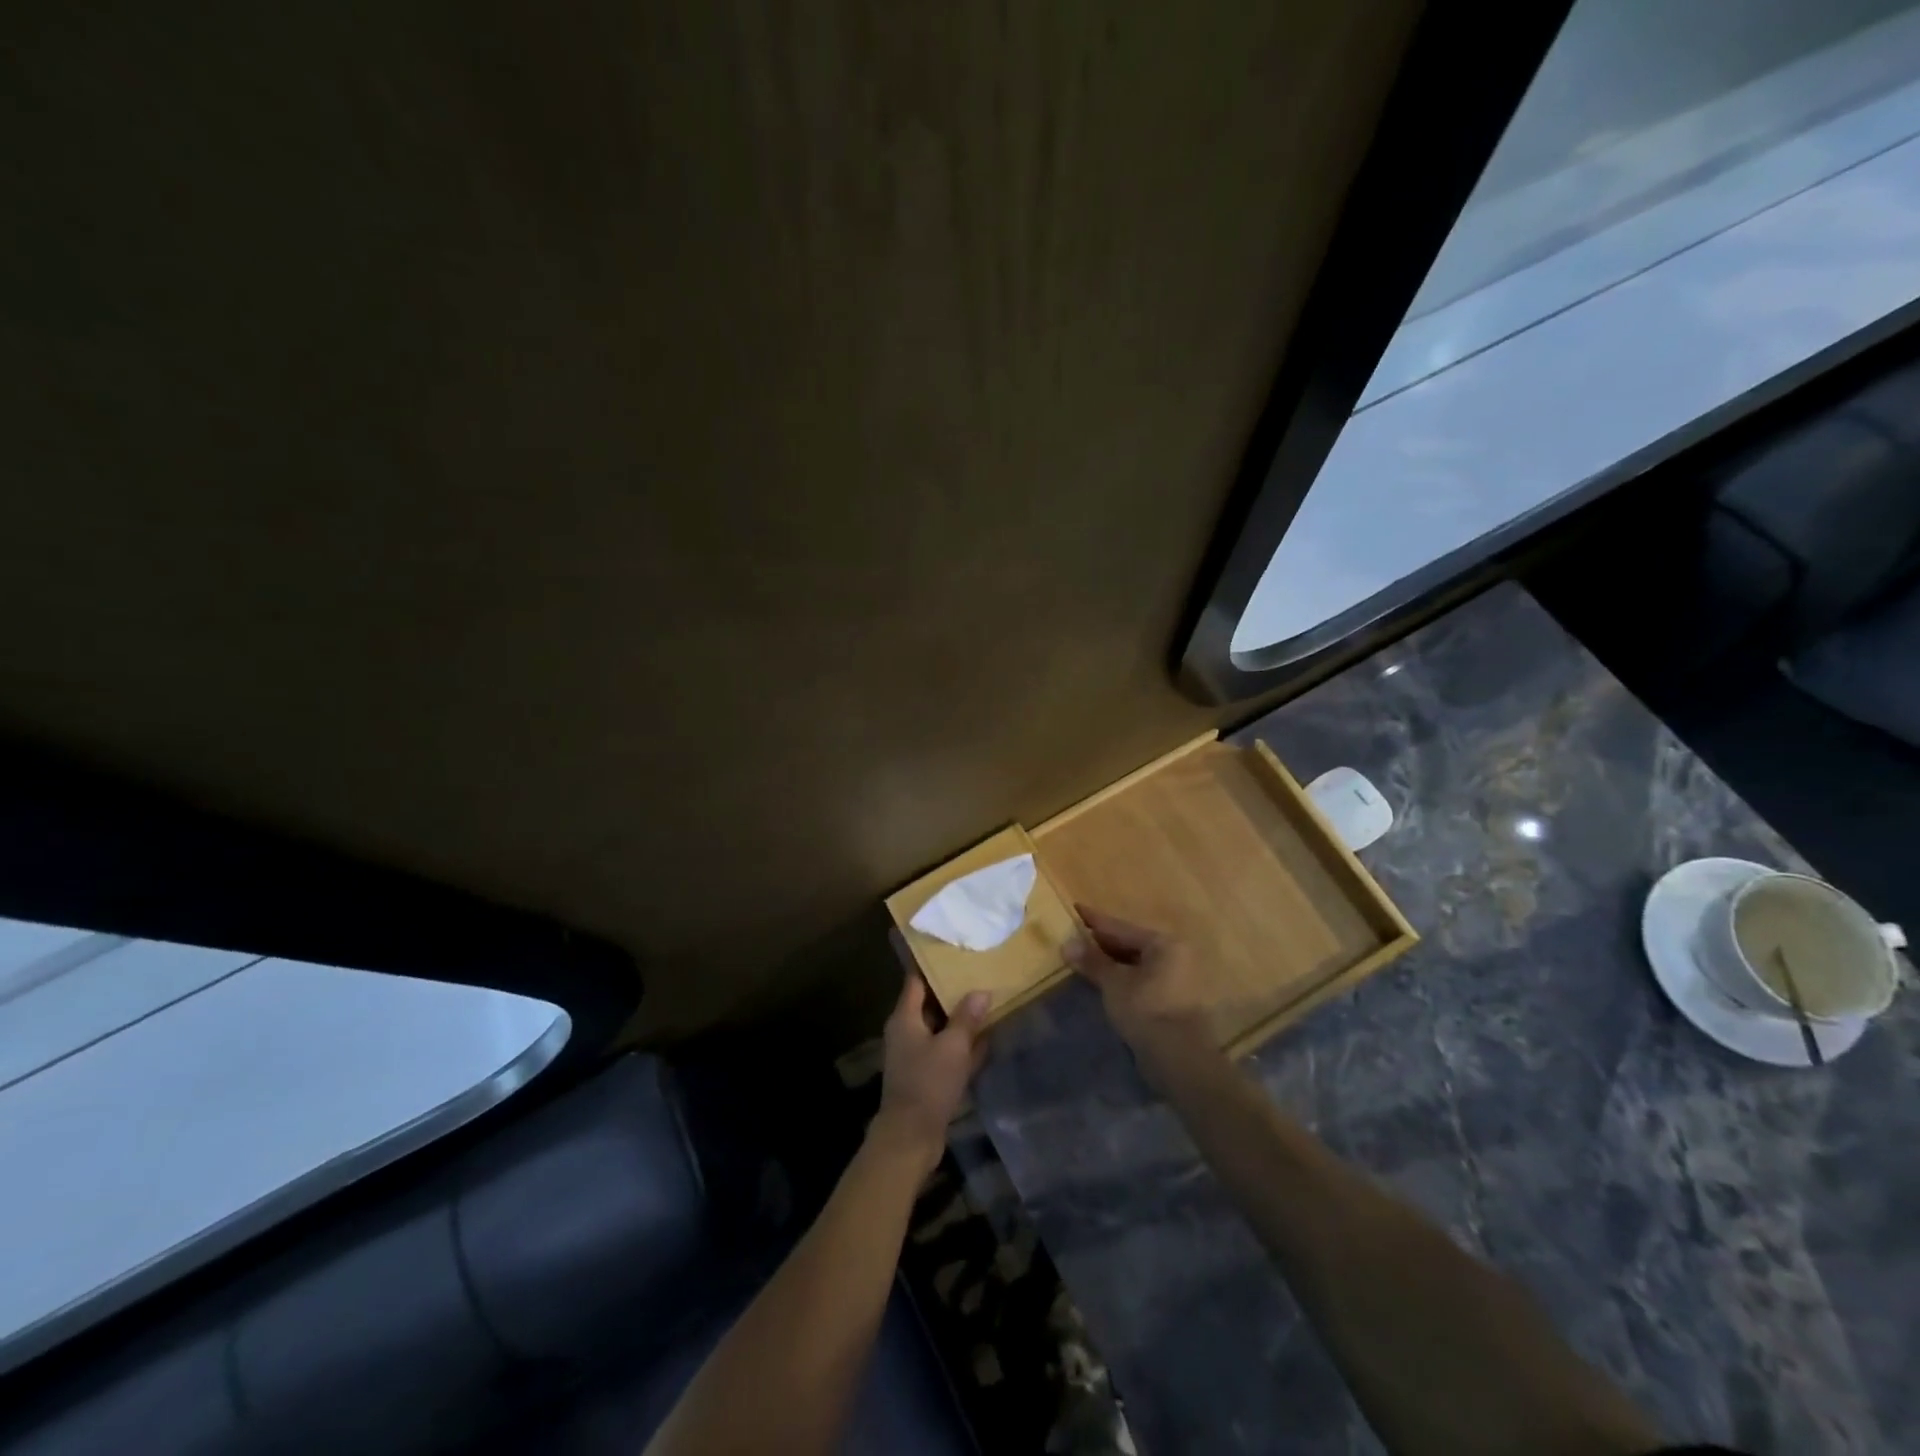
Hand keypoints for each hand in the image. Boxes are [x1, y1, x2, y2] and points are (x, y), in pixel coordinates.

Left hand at [872, 961, 989, 1173]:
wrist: (911, 1137)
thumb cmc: (928, 1083)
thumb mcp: (952, 1047)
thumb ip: (967, 1018)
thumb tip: (981, 991)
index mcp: (905, 1018)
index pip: (916, 982)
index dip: (933, 966)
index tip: (954, 952)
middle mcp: (907, 1033)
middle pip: (930, 1004)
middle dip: (953, 992)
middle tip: (979, 973)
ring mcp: (917, 1056)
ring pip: (942, 1029)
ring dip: (962, 1020)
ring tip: (989, 1000)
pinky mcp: (928, 1077)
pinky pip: (948, 1052)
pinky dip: (964, 1045)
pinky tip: (988, 1038)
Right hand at [1064, 905, 1212, 1064]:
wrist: (1179, 1058)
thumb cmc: (1146, 1009)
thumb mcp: (1114, 983)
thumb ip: (1092, 961)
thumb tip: (1067, 944)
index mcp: (1163, 943)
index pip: (1121, 927)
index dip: (1095, 920)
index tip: (1075, 908)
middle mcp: (1175, 955)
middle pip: (1131, 943)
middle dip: (1103, 942)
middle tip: (1076, 935)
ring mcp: (1177, 979)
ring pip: (1137, 963)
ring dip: (1112, 962)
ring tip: (1085, 958)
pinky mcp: (1174, 1001)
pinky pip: (1142, 979)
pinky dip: (1123, 978)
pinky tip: (1105, 981)